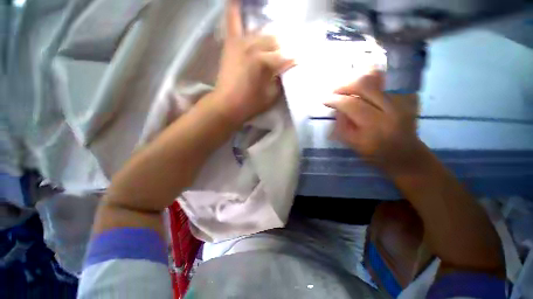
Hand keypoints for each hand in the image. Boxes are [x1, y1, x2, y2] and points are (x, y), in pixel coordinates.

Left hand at [212, 0, 294, 125]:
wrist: (227, 105)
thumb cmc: (250, 104)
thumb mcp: (271, 96)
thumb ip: (280, 80)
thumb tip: (285, 69)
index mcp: (266, 63)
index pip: (287, 56)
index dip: (295, 61)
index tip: (300, 63)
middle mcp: (255, 47)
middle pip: (276, 41)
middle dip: (283, 51)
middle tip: (284, 60)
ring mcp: (242, 43)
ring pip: (263, 34)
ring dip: (271, 41)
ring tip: (273, 49)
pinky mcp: (232, 43)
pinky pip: (233, 19)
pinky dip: (236, 7)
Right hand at [325, 71, 424, 174]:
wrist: (405, 153)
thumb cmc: (375, 152)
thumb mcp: (352, 144)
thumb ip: (341, 126)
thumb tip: (336, 108)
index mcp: (375, 125)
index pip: (351, 104)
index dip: (335, 99)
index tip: (324, 99)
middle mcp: (391, 108)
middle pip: (365, 84)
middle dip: (344, 85)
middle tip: (334, 91)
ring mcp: (403, 99)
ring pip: (377, 77)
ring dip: (357, 78)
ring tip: (347, 85)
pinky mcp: (409, 95)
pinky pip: (388, 78)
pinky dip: (373, 78)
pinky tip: (363, 85)